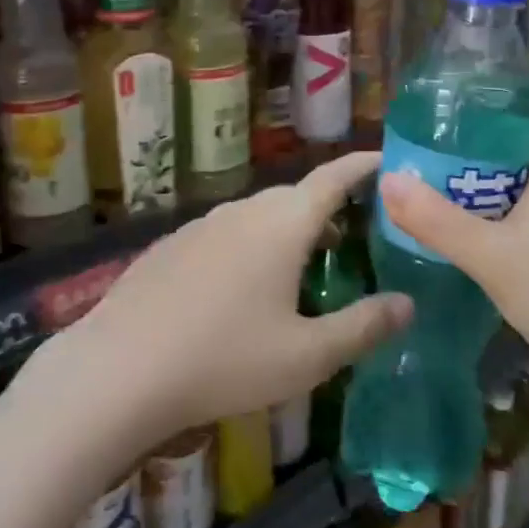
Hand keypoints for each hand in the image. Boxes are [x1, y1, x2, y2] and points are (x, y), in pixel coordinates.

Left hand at [64, 153, 412, 441]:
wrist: (121, 367)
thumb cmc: (225, 359)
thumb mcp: (307, 356)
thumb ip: (363, 327)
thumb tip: (407, 303)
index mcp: (281, 224)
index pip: (332, 178)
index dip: (363, 166)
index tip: (388, 159)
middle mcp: (241, 212)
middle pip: (294, 197)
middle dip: (328, 208)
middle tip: (355, 235)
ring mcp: (200, 226)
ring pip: (257, 217)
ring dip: (286, 231)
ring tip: (304, 267)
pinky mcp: (171, 246)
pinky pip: (225, 235)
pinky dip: (250, 247)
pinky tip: (242, 290)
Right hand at [378, 83, 528, 441]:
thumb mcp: (495, 257)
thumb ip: (438, 220)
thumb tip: (387, 179)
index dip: (509, 84)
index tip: (459, 87)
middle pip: (524, 135)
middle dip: (477, 131)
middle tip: (426, 133)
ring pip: (520, 176)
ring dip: (478, 173)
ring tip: (428, 172)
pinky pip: (521, 212)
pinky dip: (488, 209)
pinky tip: (455, 223)